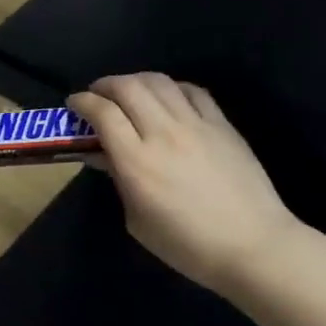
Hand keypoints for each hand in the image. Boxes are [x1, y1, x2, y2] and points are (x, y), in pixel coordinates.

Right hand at [69, 74, 297, 295]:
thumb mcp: (138, 221)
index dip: (83, 102)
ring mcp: (196, 125)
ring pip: (159, 81)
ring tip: (128, 91)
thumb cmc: (186, 245)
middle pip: (128, 87)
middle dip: (105, 85)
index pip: (103, 113)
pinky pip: (192, 91)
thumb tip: (107, 156)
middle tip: (97, 95)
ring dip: (136, 80)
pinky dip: (171, 87)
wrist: (252, 245)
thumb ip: (120, 182)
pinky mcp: (222, 124)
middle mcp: (163, 133)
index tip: (74, 104)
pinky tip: (167, 97)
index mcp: (136, 162)